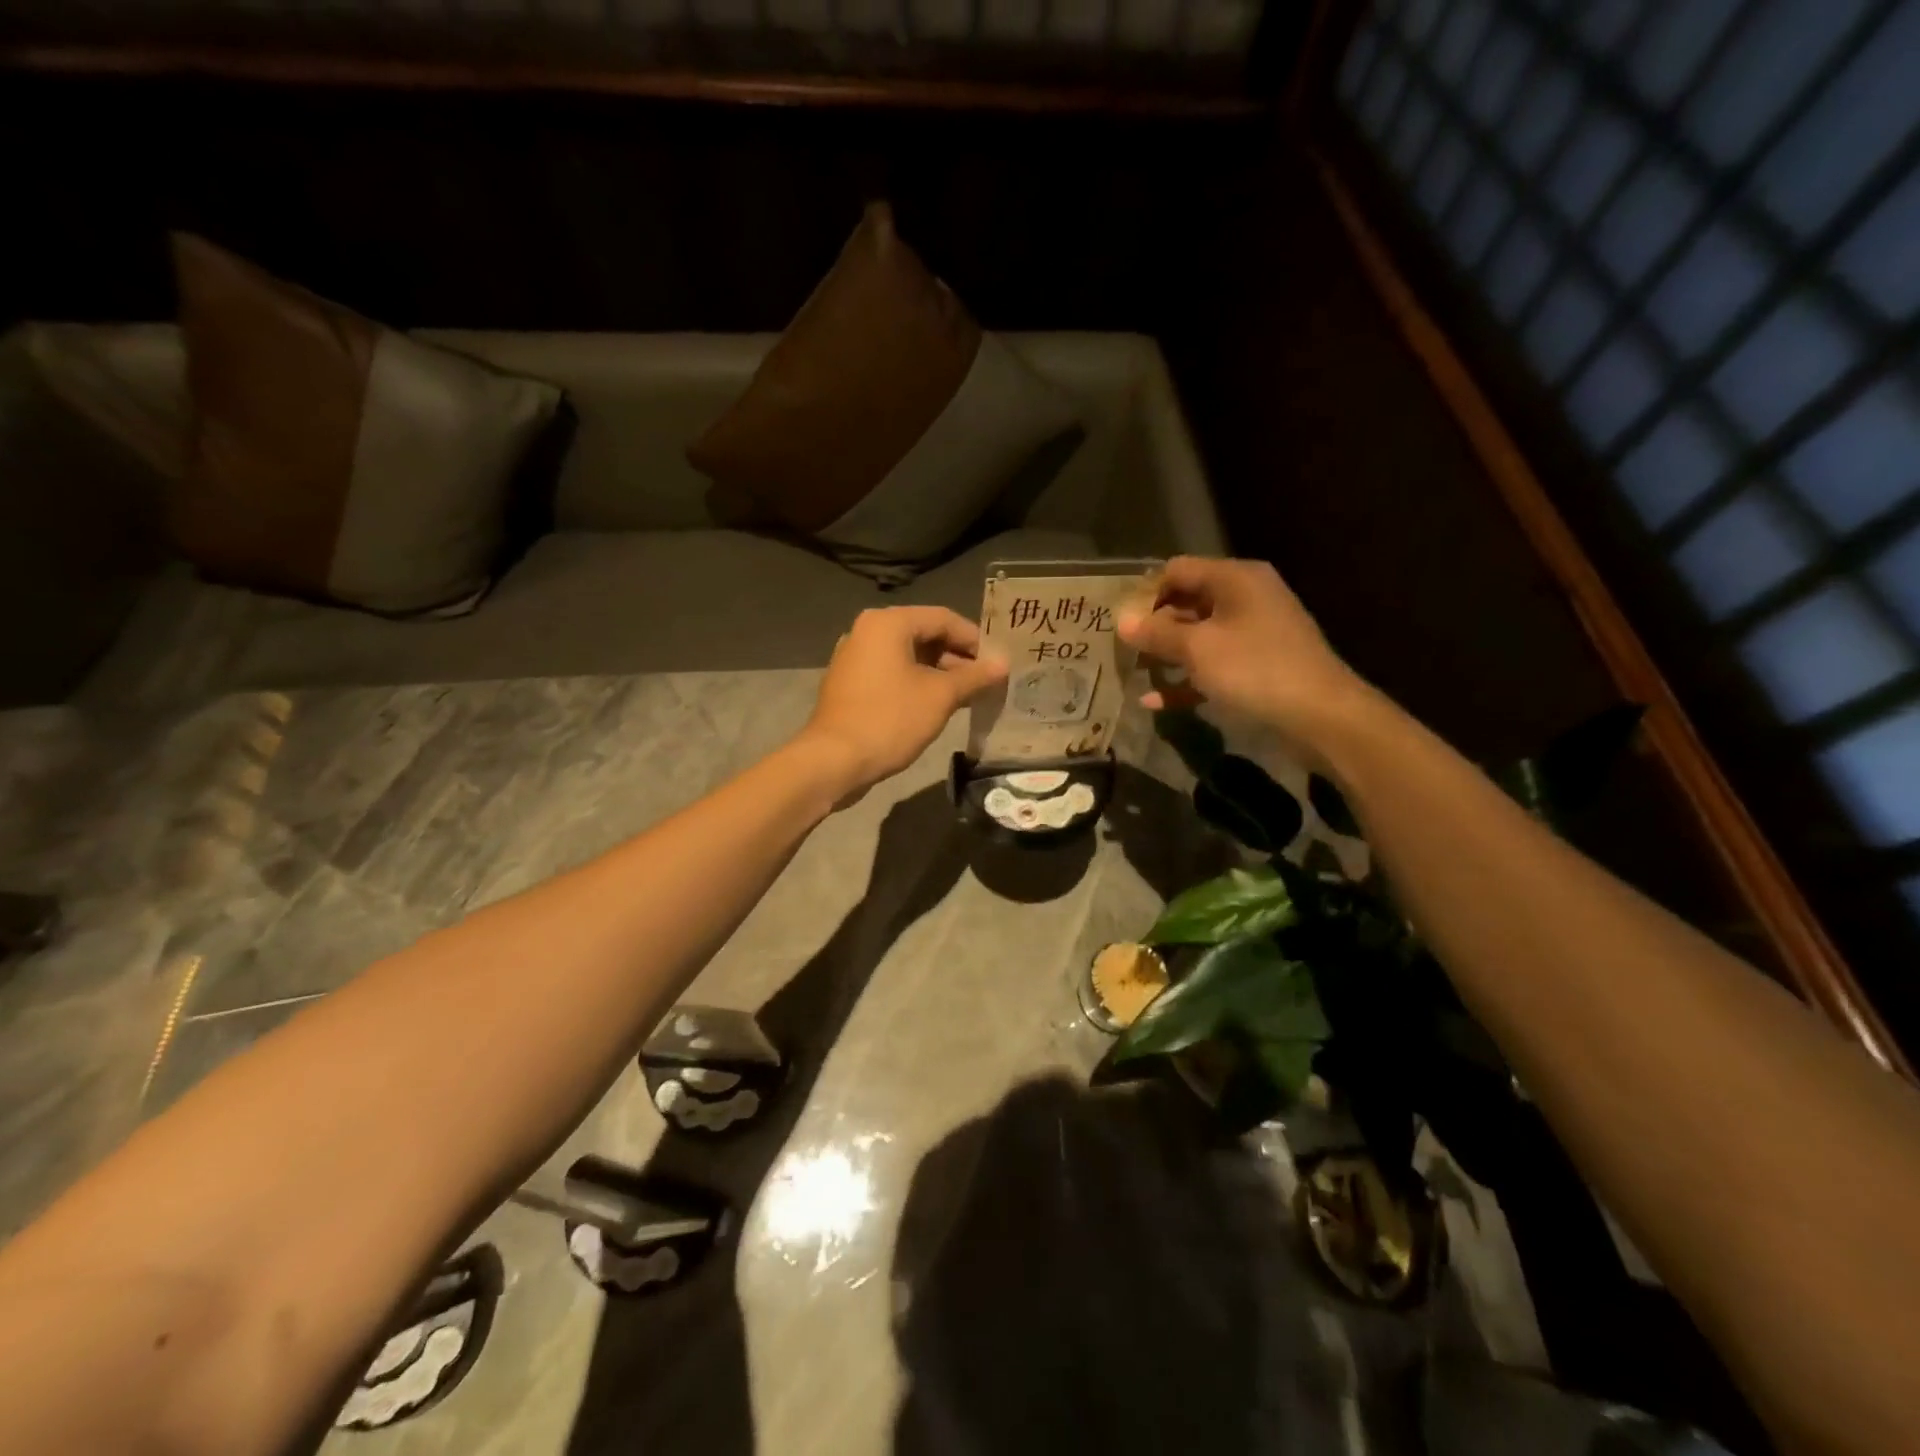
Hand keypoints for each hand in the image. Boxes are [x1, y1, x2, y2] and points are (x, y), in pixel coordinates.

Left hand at [799, 606, 1007, 799]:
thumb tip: (1003, 663)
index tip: (998, 663)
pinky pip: (892, 674)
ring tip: (969, 696)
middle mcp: (868, 631)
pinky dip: (917, 684)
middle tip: (987, 682)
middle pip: (925, 635)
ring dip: (940, 674)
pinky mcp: (851, 684)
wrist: (833, 760)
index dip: (975, 640)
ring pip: (909, 657)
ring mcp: (855, 657)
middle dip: (958, 658)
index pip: (944, 618)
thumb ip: (974, 676)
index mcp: (888, 623)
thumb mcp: (940, 696)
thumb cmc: (890, 719)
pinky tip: (938, 706)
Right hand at [1117, 557, 1365, 754]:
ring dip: (1167, 654)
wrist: (1320, 716)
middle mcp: (1246, 598)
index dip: (1146, 591)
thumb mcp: (1198, 649)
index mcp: (1235, 579)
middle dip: (1153, 625)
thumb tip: (1121, 620)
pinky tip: (1155, 701)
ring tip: (1132, 671)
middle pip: (1187, 602)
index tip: (1118, 619)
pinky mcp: (1257, 666)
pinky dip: (1187, 679)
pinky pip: (1213, 665)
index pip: (1178, 570)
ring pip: (1198, 636)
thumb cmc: (1255, 669)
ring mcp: (1254, 633)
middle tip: (1120, 647)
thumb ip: (1157, 633)